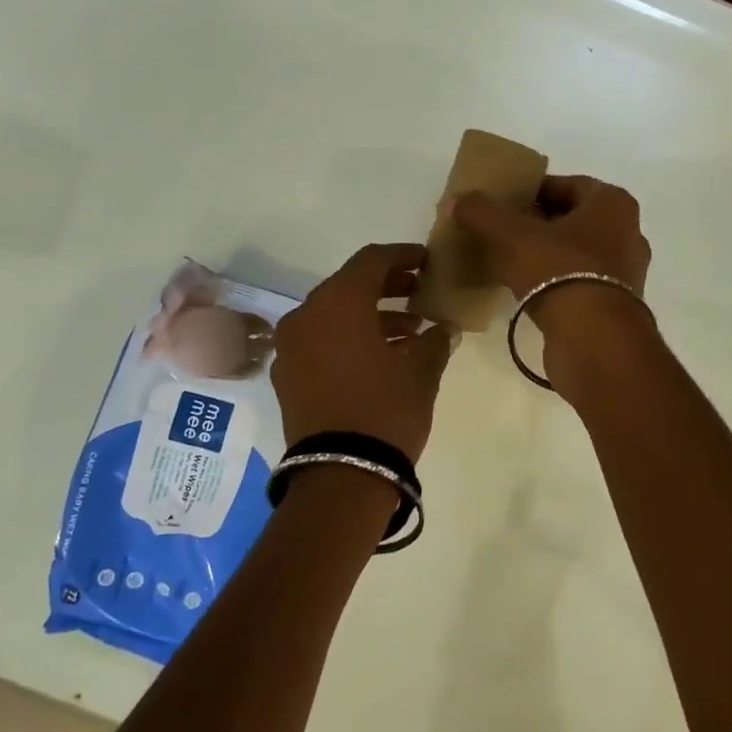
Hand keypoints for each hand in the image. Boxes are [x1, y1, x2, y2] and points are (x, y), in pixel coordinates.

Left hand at [271, 244, 453, 460]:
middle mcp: (306, 314)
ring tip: (409, 333)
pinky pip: (319, 341)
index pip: (372, 260)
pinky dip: (347, 339)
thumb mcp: (422, 372)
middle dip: (387, 287)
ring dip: (370, 316)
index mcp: (338, 302)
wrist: (340, 476)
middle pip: (349, 285)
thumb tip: (445, 328)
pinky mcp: (286, 376)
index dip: (403, 256)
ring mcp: (290, 346)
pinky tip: (379, 358)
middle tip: (420, 294)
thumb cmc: (386, 411)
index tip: (427, 262)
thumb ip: (435, 340)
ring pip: (333, 315)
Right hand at [451, 175, 651, 310]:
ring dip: (545, 256)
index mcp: (613, 203)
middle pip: (571, 220)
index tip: (501, 204)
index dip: (530, 191)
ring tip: (508, 263)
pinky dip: (555, 282)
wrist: (595, 340)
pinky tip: (526, 291)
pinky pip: (579, 282)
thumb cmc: (560, 271)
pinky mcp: (616, 306)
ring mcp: (625, 273)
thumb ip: (483, 213)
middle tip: (499, 233)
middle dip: (536, 224)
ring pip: (576, 253)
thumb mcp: (512, 236)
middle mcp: (627, 232)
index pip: (565, 185)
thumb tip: (457, 201)